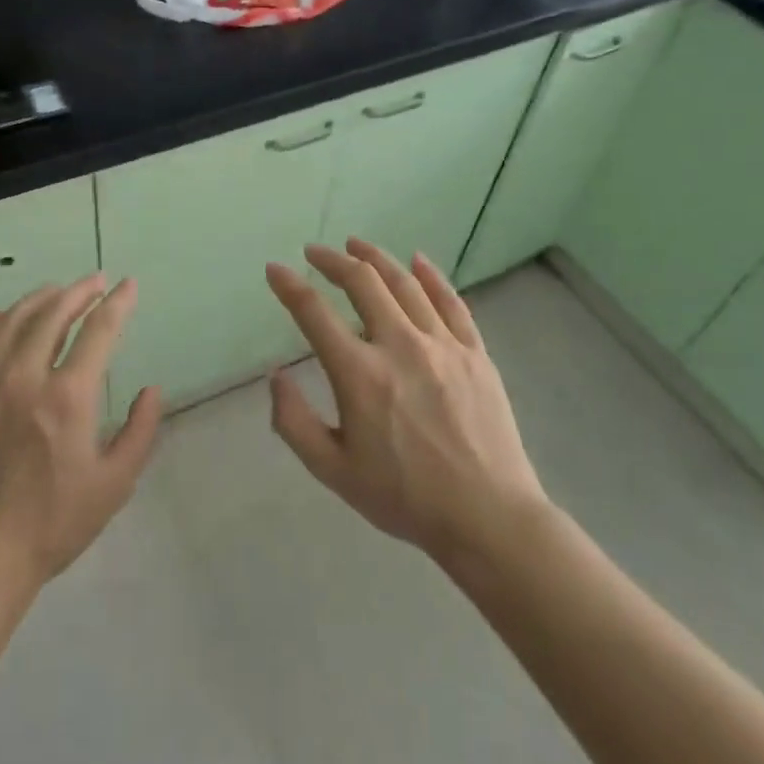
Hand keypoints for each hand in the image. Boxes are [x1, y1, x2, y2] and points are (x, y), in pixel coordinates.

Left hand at [0, 275, 162, 591]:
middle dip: (80, 291)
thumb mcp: (113, 485)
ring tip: (58, 292)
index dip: (118, 302)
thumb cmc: (50, 525)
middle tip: (96, 281)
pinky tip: (7, 317)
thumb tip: (152, 390)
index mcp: (67, 397)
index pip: (98, 330)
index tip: (128, 285)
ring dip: (41, 298)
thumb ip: (140, 432)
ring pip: (13, 319)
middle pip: (54, 313)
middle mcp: (23, 376)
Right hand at [265, 240, 546, 564]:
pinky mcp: (475, 353)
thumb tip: (276, 376)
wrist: (488, 518)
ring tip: (356, 245)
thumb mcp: (333, 471)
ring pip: (405, 283)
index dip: (289, 286)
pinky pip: (451, 302)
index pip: (314, 313)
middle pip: (363, 283)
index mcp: (360, 374)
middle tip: (315, 252)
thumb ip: (294, 422)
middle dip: (333, 260)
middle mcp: (400, 346)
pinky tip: (418, 260)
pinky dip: (431, 276)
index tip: (275, 270)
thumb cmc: (405, 498)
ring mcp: (443, 345)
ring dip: (376, 258)